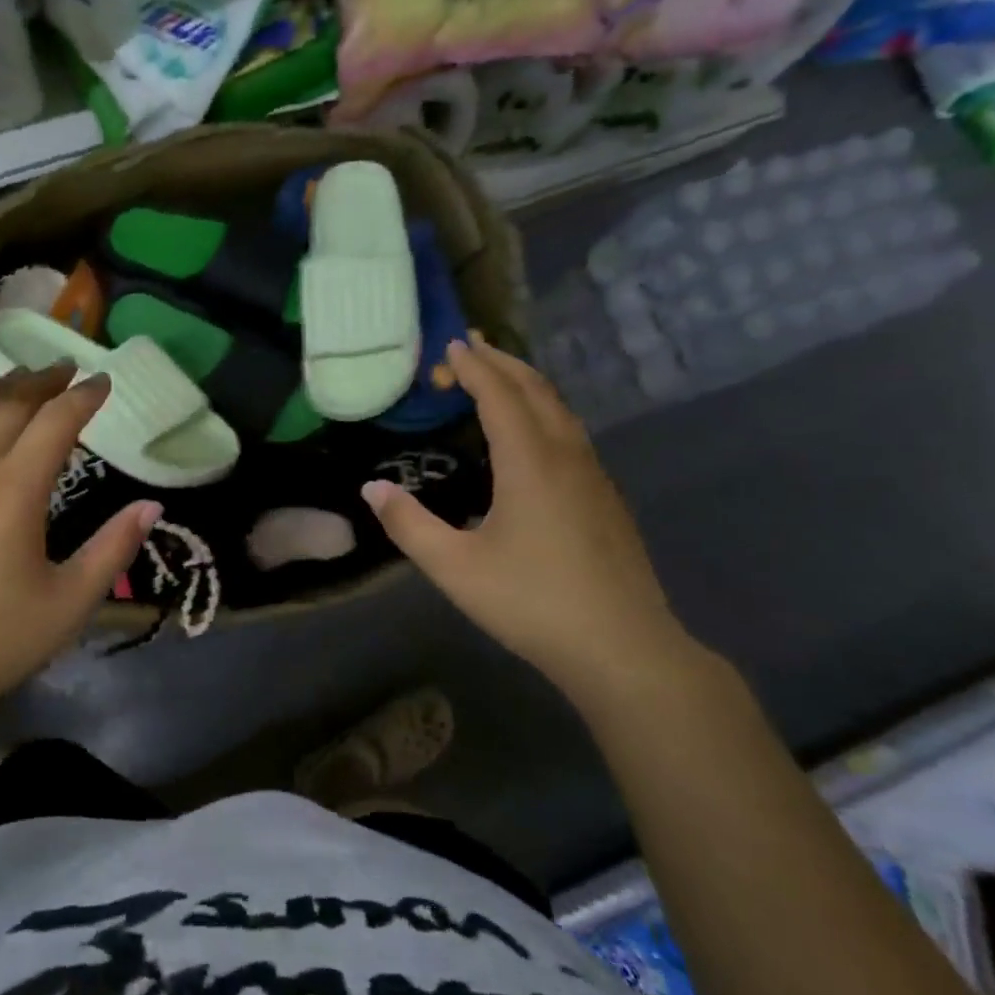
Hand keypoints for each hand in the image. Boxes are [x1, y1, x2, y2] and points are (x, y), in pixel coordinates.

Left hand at [0, 367, 159, 737]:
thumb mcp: (68, 604)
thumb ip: (113, 549)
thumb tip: (151, 506)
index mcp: (14, 489)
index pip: (56, 421)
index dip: (84, 397)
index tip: (104, 382)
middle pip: (8, 404)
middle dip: (42, 382)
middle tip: (66, 371)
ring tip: (19, 381)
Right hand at [361, 334, 694, 692]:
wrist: (622, 648)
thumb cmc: (531, 602)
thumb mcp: (455, 568)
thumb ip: (409, 525)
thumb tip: (372, 489)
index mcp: (529, 462)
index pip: (499, 395)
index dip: (474, 368)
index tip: (451, 347)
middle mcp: (566, 455)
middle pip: (535, 390)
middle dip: (502, 363)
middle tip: (470, 347)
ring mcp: (593, 476)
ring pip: (560, 409)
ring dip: (527, 384)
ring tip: (499, 377)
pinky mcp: (606, 498)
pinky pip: (571, 433)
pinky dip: (545, 411)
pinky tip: (534, 434)